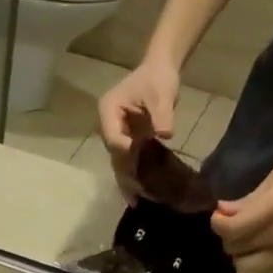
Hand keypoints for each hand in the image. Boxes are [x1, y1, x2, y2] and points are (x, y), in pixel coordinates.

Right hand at [98, 58, 182, 203]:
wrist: (160, 70)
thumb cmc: (159, 78)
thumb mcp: (162, 93)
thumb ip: (162, 113)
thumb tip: (165, 134)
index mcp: (108, 111)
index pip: (114, 139)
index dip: (126, 152)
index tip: (142, 163)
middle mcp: (107, 127)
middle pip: (114, 156)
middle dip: (126, 175)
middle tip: (138, 195)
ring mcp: (115, 136)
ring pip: (118, 163)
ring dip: (128, 182)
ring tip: (137, 202)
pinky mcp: (125, 142)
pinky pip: (127, 163)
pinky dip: (133, 177)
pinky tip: (140, 195)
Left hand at [213, 155, 272, 272]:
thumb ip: (249, 198)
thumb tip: (223, 211)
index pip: (232, 229)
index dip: (218, 224)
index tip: (218, 216)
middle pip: (234, 249)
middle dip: (228, 237)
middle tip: (235, 225)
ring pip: (244, 266)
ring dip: (239, 254)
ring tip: (247, 240)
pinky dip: (254, 263)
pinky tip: (260, 249)